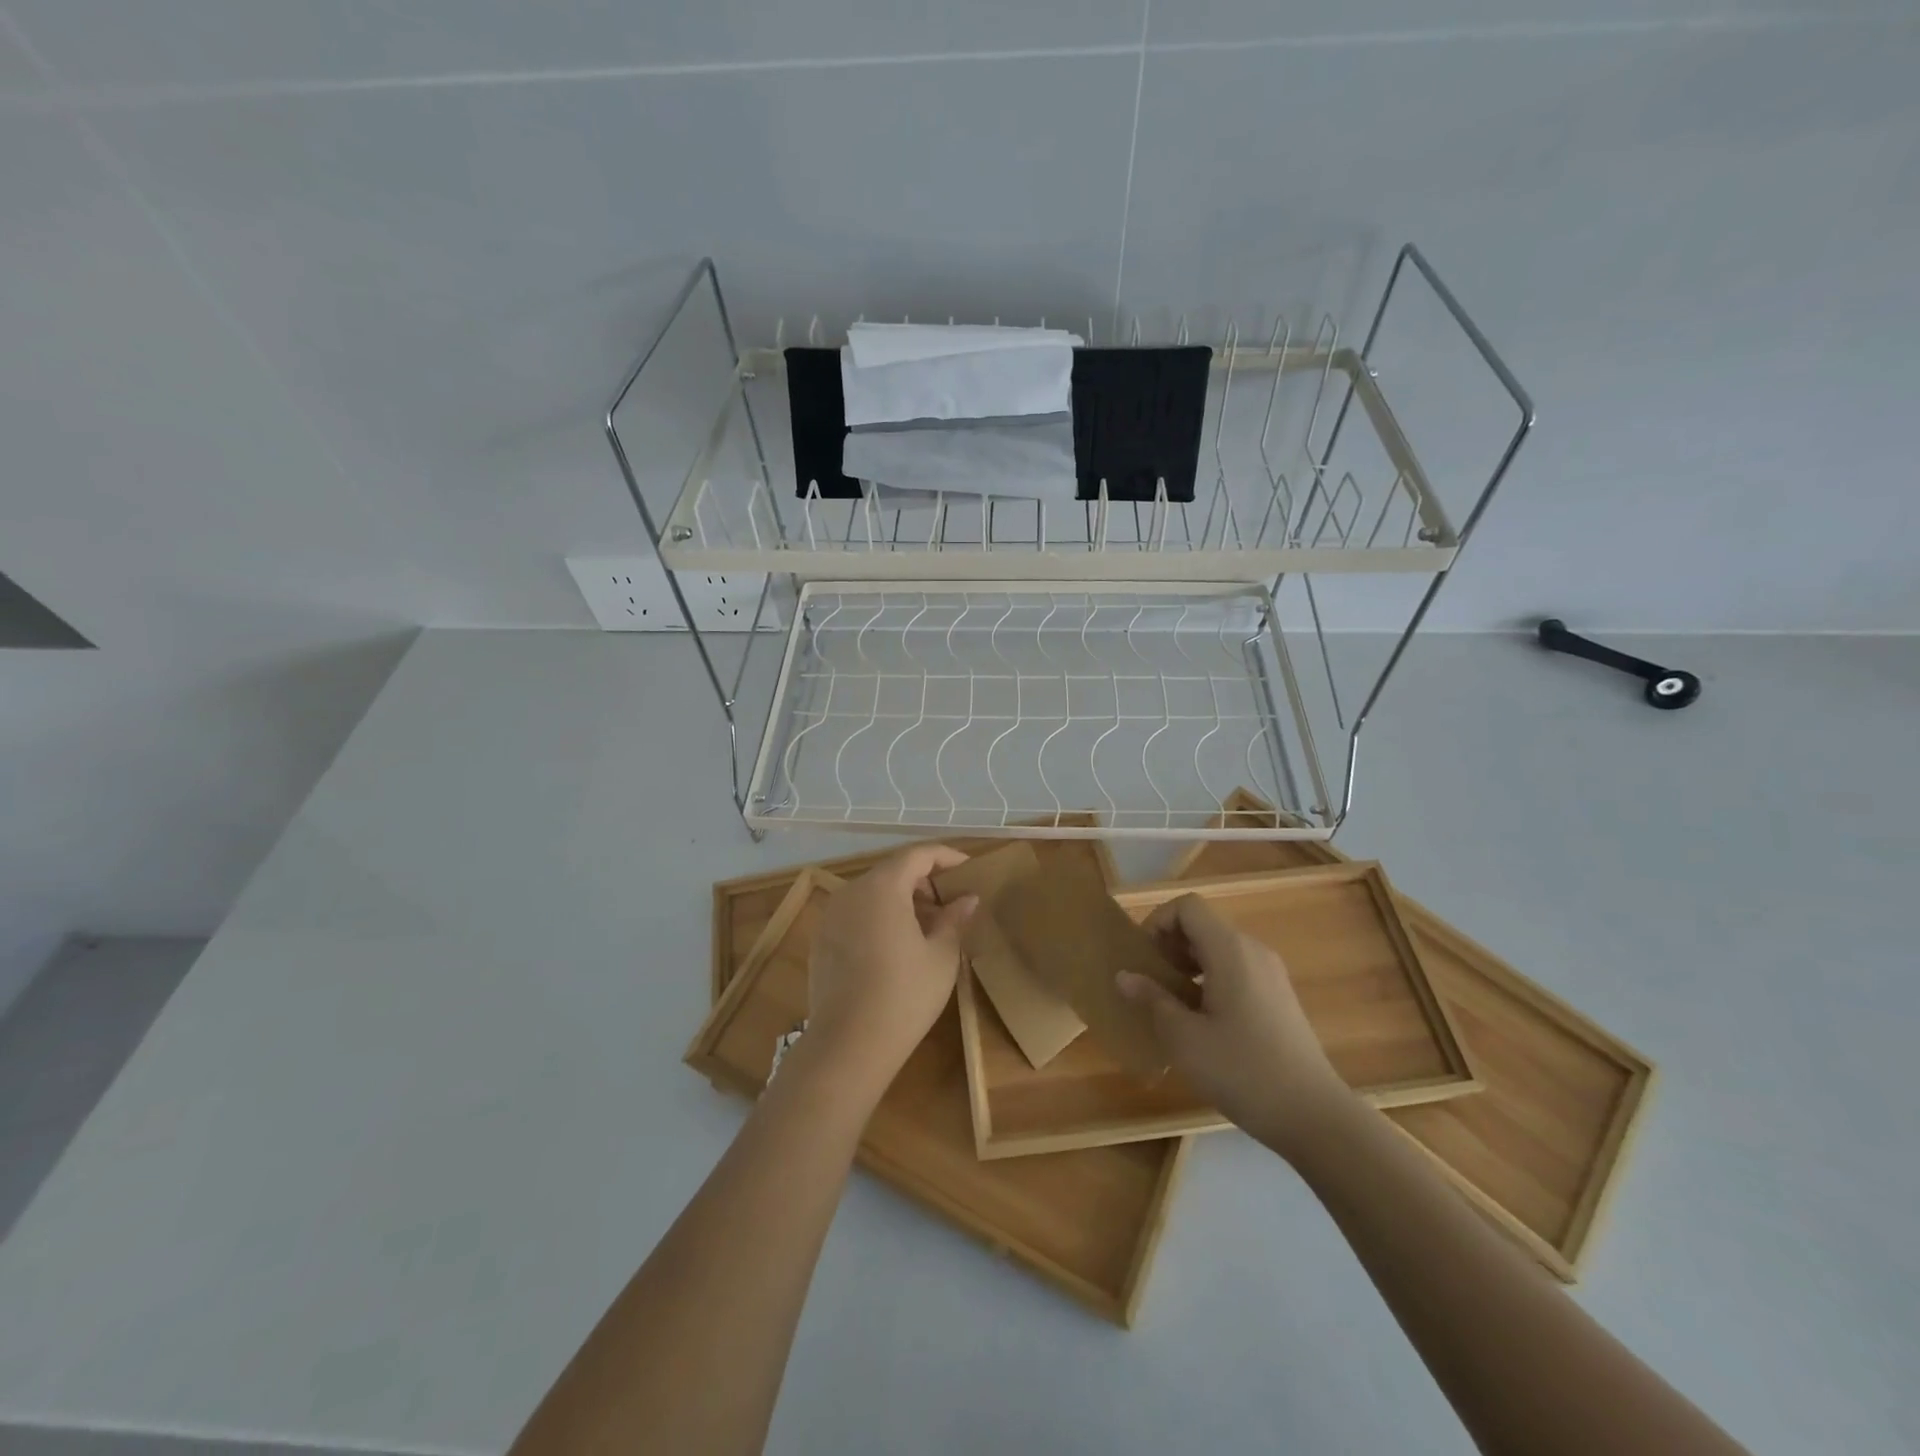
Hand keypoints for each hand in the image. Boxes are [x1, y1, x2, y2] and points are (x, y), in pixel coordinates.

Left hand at [804, 844, 977, 1092]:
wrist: (847, 1045)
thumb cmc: (904, 995)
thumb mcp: (941, 956)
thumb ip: (954, 919)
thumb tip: (966, 899)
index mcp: (882, 887)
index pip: (917, 854)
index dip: (945, 856)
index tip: (968, 868)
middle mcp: (851, 891)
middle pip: (893, 871)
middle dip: (925, 881)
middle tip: (952, 903)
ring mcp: (831, 916)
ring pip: (873, 893)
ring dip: (902, 900)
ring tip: (929, 927)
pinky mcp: (821, 940)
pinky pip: (856, 914)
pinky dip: (880, 917)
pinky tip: (898, 946)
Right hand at [1117, 893, 1352, 1158]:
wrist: (1313, 1115)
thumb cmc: (1241, 1070)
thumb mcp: (1184, 1037)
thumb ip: (1152, 999)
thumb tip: (1124, 975)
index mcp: (1229, 950)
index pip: (1187, 906)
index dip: (1157, 922)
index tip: (1143, 958)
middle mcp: (1253, 950)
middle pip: (1202, 925)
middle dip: (1170, 945)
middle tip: (1151, 982)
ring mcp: (1270, 973)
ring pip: (1219, 949)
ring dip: (1188, 964)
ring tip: (1172, 1003)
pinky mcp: (1279, 996)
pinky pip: (1236, 969)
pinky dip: (1210, 980)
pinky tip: (1203, 1021)